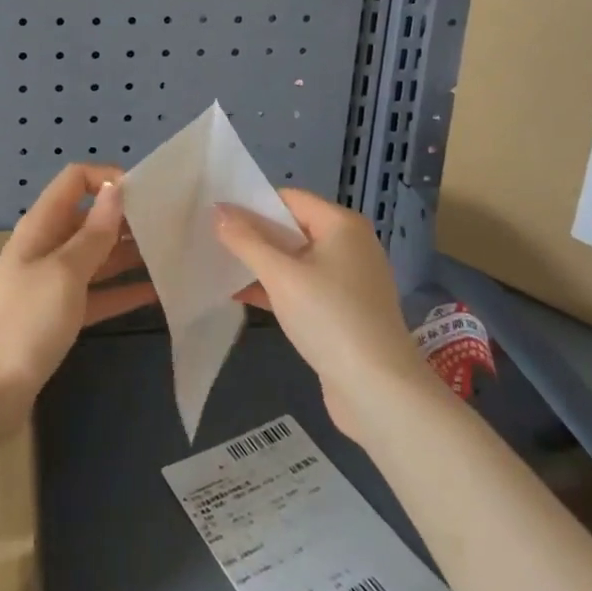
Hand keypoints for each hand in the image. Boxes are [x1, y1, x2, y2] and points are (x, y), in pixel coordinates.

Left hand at [0, 163, 157, 427]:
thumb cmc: (25, 323)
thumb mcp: (64, 273)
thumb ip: (94, 233)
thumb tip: (116, 188)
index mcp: (41, 227)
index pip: (75, 181)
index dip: (108, 178)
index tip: (146, 194)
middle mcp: (47, 247)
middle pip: (90, 218)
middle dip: (126, 218)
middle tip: (172, 226)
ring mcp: (53, 283)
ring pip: (97, 257)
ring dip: (129, 254)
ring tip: (173, 255)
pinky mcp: (60, 316)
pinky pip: (97, 293)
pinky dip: (122, 291)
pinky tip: (157, 292)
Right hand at [216, 189, 426, 439]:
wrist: (379, 392)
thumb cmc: (330, 318)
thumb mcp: (281, 276)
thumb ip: (246, 241)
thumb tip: (218, 211)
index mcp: (341, 225)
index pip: (289, 198)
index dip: (252, 203)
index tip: (216, 213)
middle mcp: (350, 245)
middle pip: (292, 228)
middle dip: (253, 234)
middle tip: (212, 238)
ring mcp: (349, 281)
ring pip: (295, 261)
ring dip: (261, 263)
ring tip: (219, 264)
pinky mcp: (344, 312)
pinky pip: (303, 288)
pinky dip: (276, 288)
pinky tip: (241, 295)